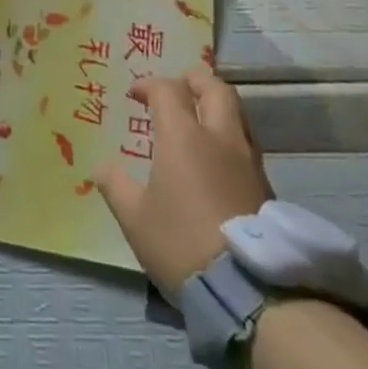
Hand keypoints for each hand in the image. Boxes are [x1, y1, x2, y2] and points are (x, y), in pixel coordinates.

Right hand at [97, 68, 274, 298]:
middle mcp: (219, 138)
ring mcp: (247, 160)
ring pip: (237, 113)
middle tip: (178, 86)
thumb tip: (102, 166)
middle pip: (215, 88)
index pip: (168, 90)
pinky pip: (246, 142)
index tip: (135, 95)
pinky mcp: (265, 185)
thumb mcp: (134, 217)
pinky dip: (229, 135)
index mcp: (183, 136)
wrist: (247, 289)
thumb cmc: (180, 242)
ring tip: (199, 119)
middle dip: (194, 80)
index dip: (149, 85)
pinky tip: (216, 157)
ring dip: (216, 106)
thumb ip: (115, 184)